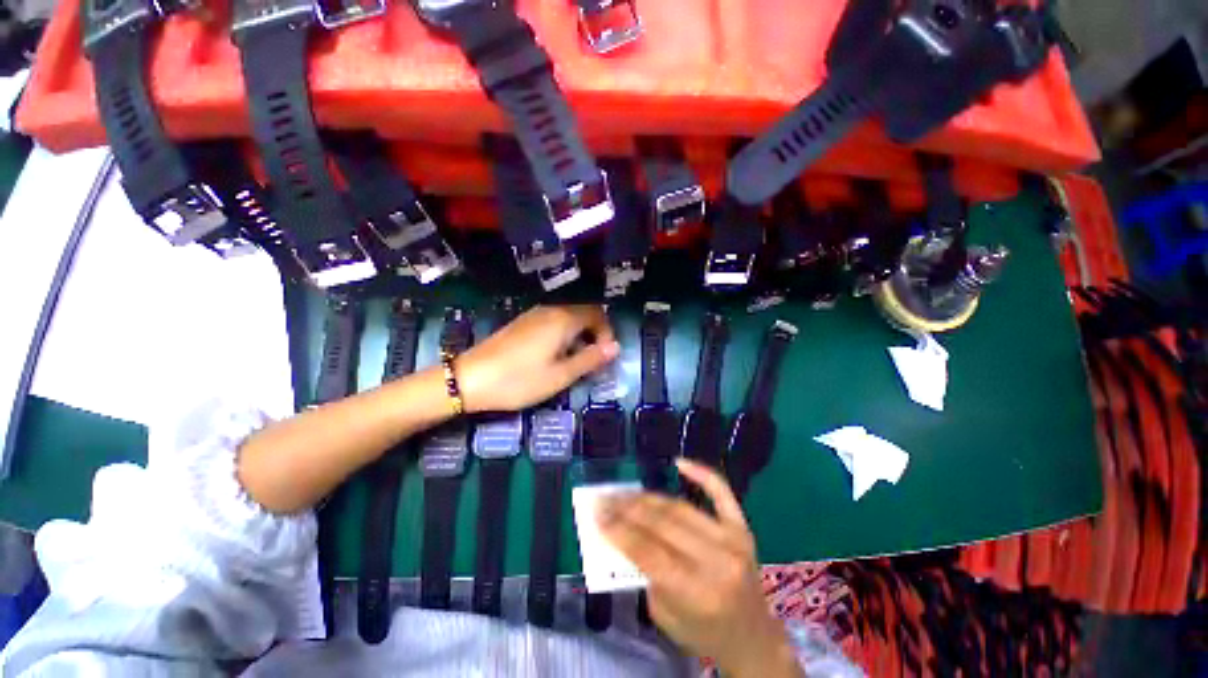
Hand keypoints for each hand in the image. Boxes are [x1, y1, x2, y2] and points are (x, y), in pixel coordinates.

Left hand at [456, 305, 618, 413]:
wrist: (469, 378)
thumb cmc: (519, 380)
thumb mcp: (561, 375)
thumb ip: (590, 359)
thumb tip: (616, 347)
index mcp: (563, 319)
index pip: (597, 314)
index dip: (606, 333)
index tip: (604, 357)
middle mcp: (550, 310)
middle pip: (583, 314)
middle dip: (594, 335)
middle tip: (591, 362)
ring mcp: (533, 315)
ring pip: (567, 318)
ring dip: (578, 336)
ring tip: (573, 362)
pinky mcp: (521, 323)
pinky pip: (552, 322)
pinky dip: (562, 336)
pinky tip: (552, 356)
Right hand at [598, 460, 801, 677]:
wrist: (753, 639)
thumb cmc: (703, 634)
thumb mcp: (664, 616)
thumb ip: (645, 573)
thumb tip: (624, 532)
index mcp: (698, 592)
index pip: (649, 552)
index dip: (619, 530)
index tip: (597, 513)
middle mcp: (717, 561)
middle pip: (662, 524)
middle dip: (627, 509)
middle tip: (605, 498)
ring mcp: (733, 540)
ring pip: (680, 507)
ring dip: (647, 497)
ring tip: (625, 492)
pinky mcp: (742, 528)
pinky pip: (721, 493)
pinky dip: (700, 474)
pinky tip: (679, 462)